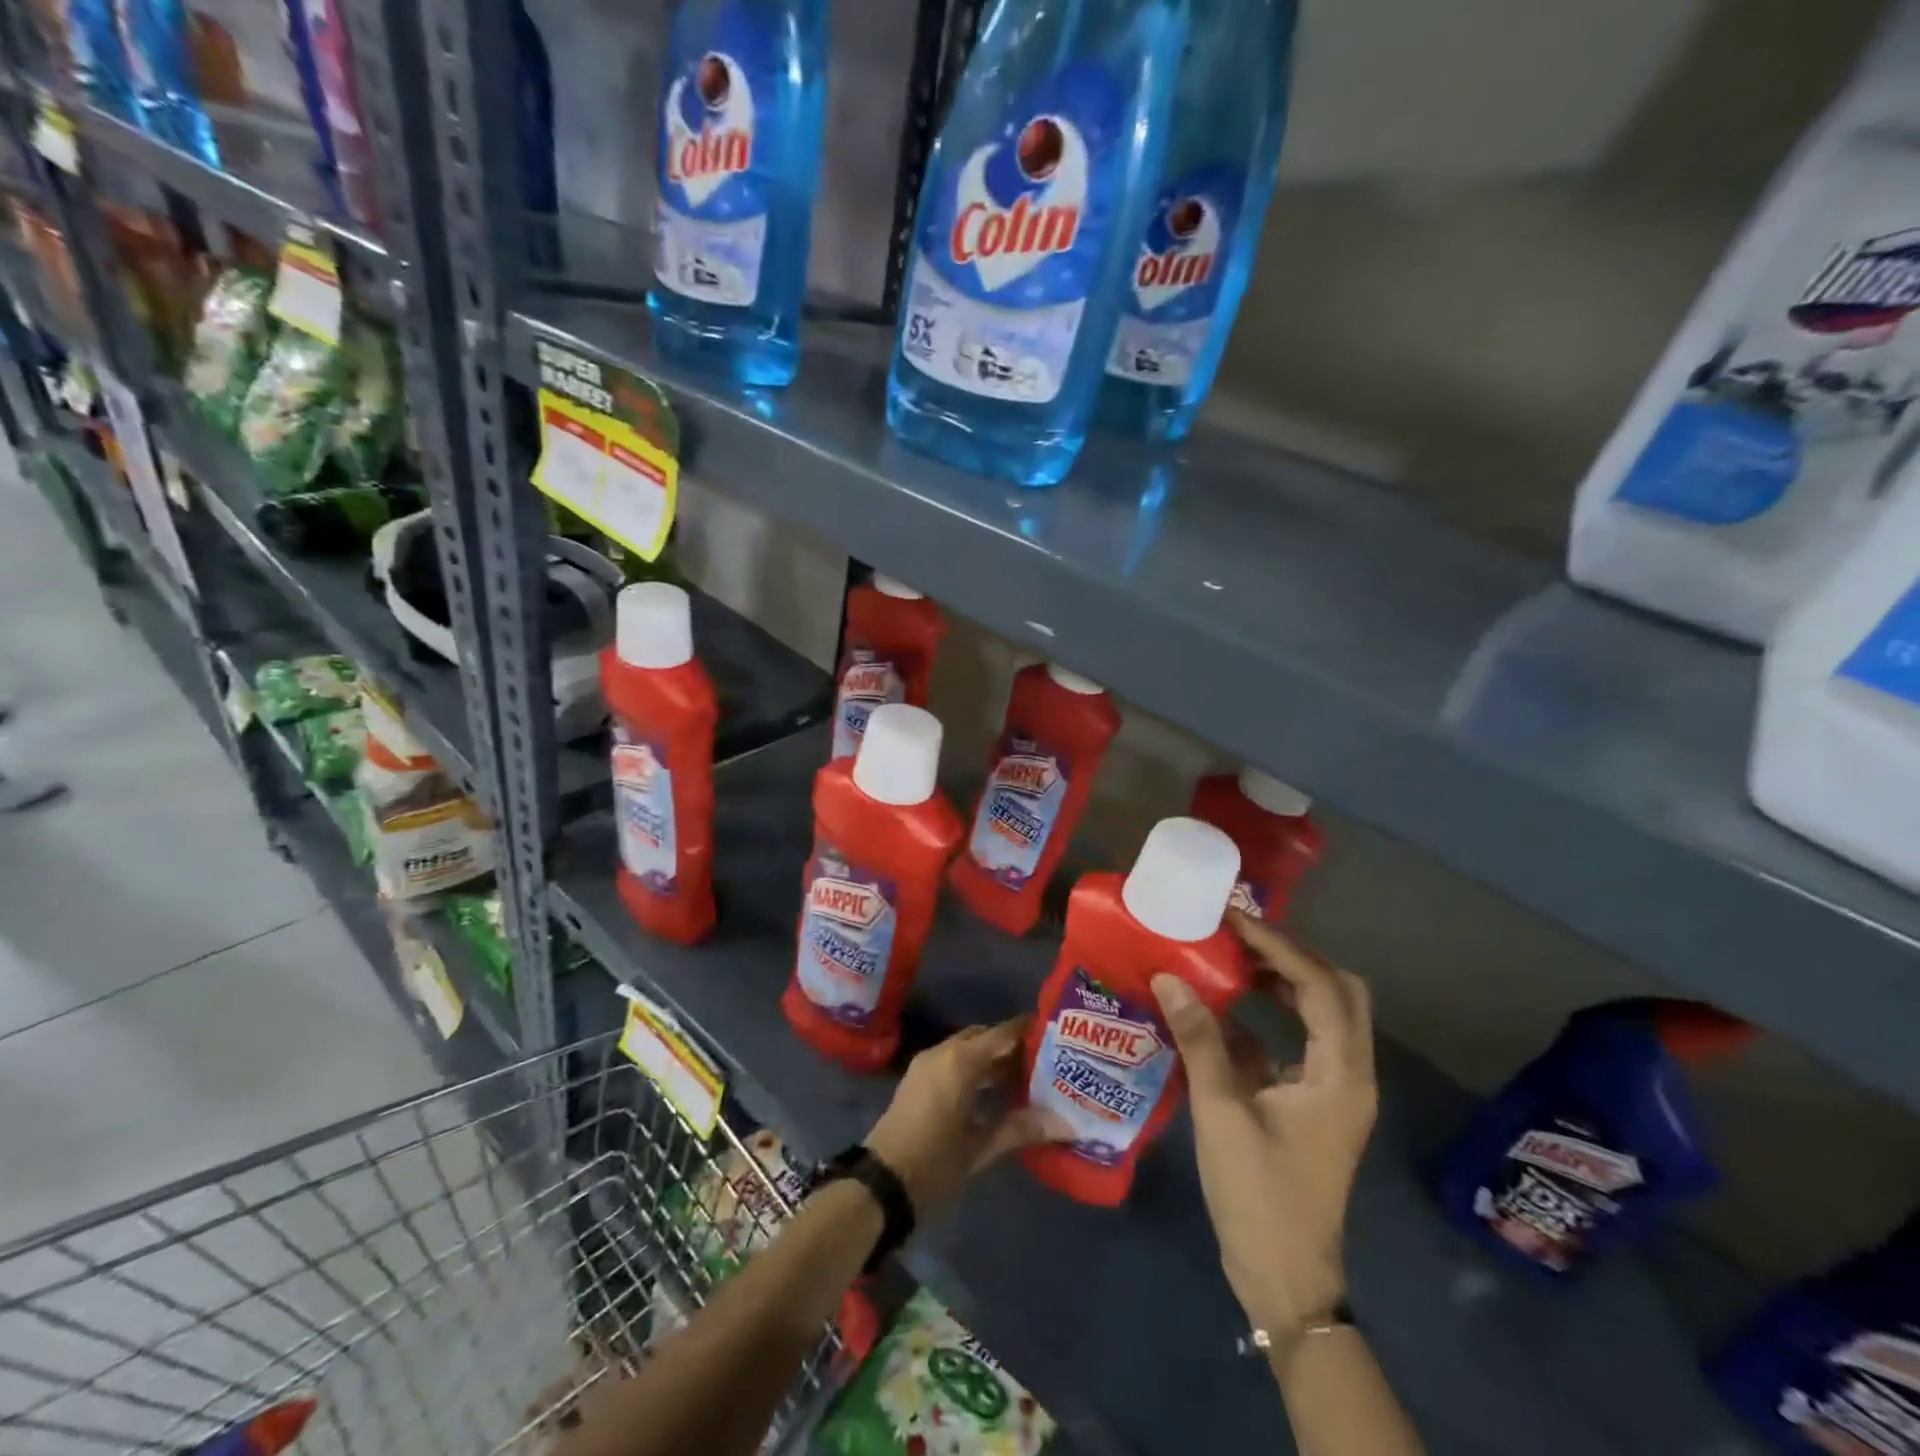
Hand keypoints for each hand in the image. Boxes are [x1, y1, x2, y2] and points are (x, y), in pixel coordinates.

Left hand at [864, 1018, 1067, 1214]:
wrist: (881, 1182)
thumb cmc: (935, 1162)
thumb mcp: (981, 1146)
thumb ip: (1022, 1128)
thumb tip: (1067, 1124)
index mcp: (961, 1060)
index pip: (1003, 1033)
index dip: (1029, 1031)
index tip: (1056, 1035)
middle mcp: (943, 1051)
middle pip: (985, 1037)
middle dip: (1012, 1046)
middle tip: (1045, 1060)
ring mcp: (927, 1063)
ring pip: (968, 1048)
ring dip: (993, 1058)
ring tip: (1027, 1077)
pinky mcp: (919, 1078)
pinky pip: (953, 1060)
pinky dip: (975, 1067)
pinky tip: (995, 1091)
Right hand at [1153, 910, 1377, 1340]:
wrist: (1283, 1276)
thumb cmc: (1258, 1193)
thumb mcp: (1221, 1112)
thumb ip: (1198, 1040)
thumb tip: (1168, 977)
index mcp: (1341, 1074)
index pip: (1320, 986)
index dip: (1278, 946)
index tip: (1234, 919)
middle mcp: (1350, 1073)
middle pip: (1338, 991)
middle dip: (1292, 955)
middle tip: (1241, 933)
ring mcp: (1335, 1090)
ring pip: (1324, 1014)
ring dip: (1284, 981)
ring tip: (1234, 957)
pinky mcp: (1314, 1103)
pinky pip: (1301, 1040)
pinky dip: (1270, 1015)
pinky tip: (1225, 1009)